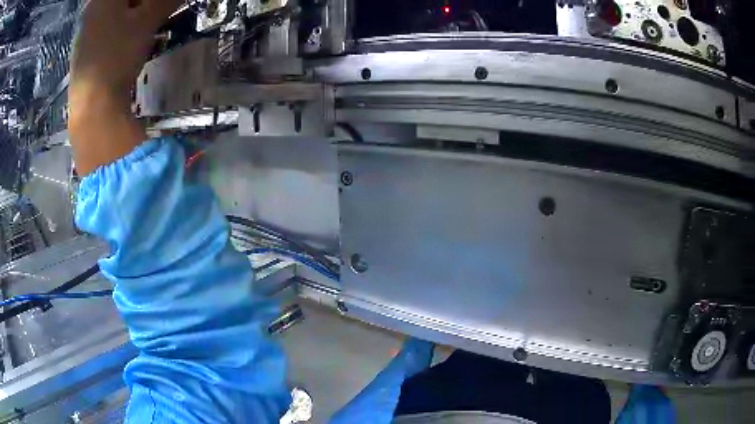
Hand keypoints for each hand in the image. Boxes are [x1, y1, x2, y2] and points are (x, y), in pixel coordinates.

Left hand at [68, 0, 181, 175]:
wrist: (92, 109)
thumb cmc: (117, 56)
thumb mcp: (148, 20)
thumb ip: (164, 0)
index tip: (158, 5)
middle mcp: (90, 12)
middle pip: (119, 1)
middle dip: (140, 3)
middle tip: (155, 11)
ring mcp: (82, 36)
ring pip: (112, 15)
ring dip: (131, 15)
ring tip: (144, 27)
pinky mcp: (82, 55)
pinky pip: (103, 32)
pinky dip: (118, 31)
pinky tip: (126, 45)